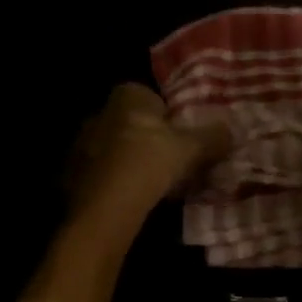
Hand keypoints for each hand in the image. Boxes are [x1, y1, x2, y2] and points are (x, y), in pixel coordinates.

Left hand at [67, 83, 229, 224]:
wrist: (104, 205)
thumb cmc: (150, 162)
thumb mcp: (190, 149)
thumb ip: (211, 137)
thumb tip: (231, 130)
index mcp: (126, 96)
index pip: (151, 98)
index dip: (168, 119)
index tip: (181, 142)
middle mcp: (98, 112)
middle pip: (132, 124)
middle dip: (148, 142)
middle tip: (169, 166)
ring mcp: (81, 144)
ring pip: (115, 150)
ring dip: (131, 164)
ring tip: (151, 188)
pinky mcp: (71, 173)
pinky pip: (101, 173)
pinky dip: (114, 183)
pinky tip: (129, 200)